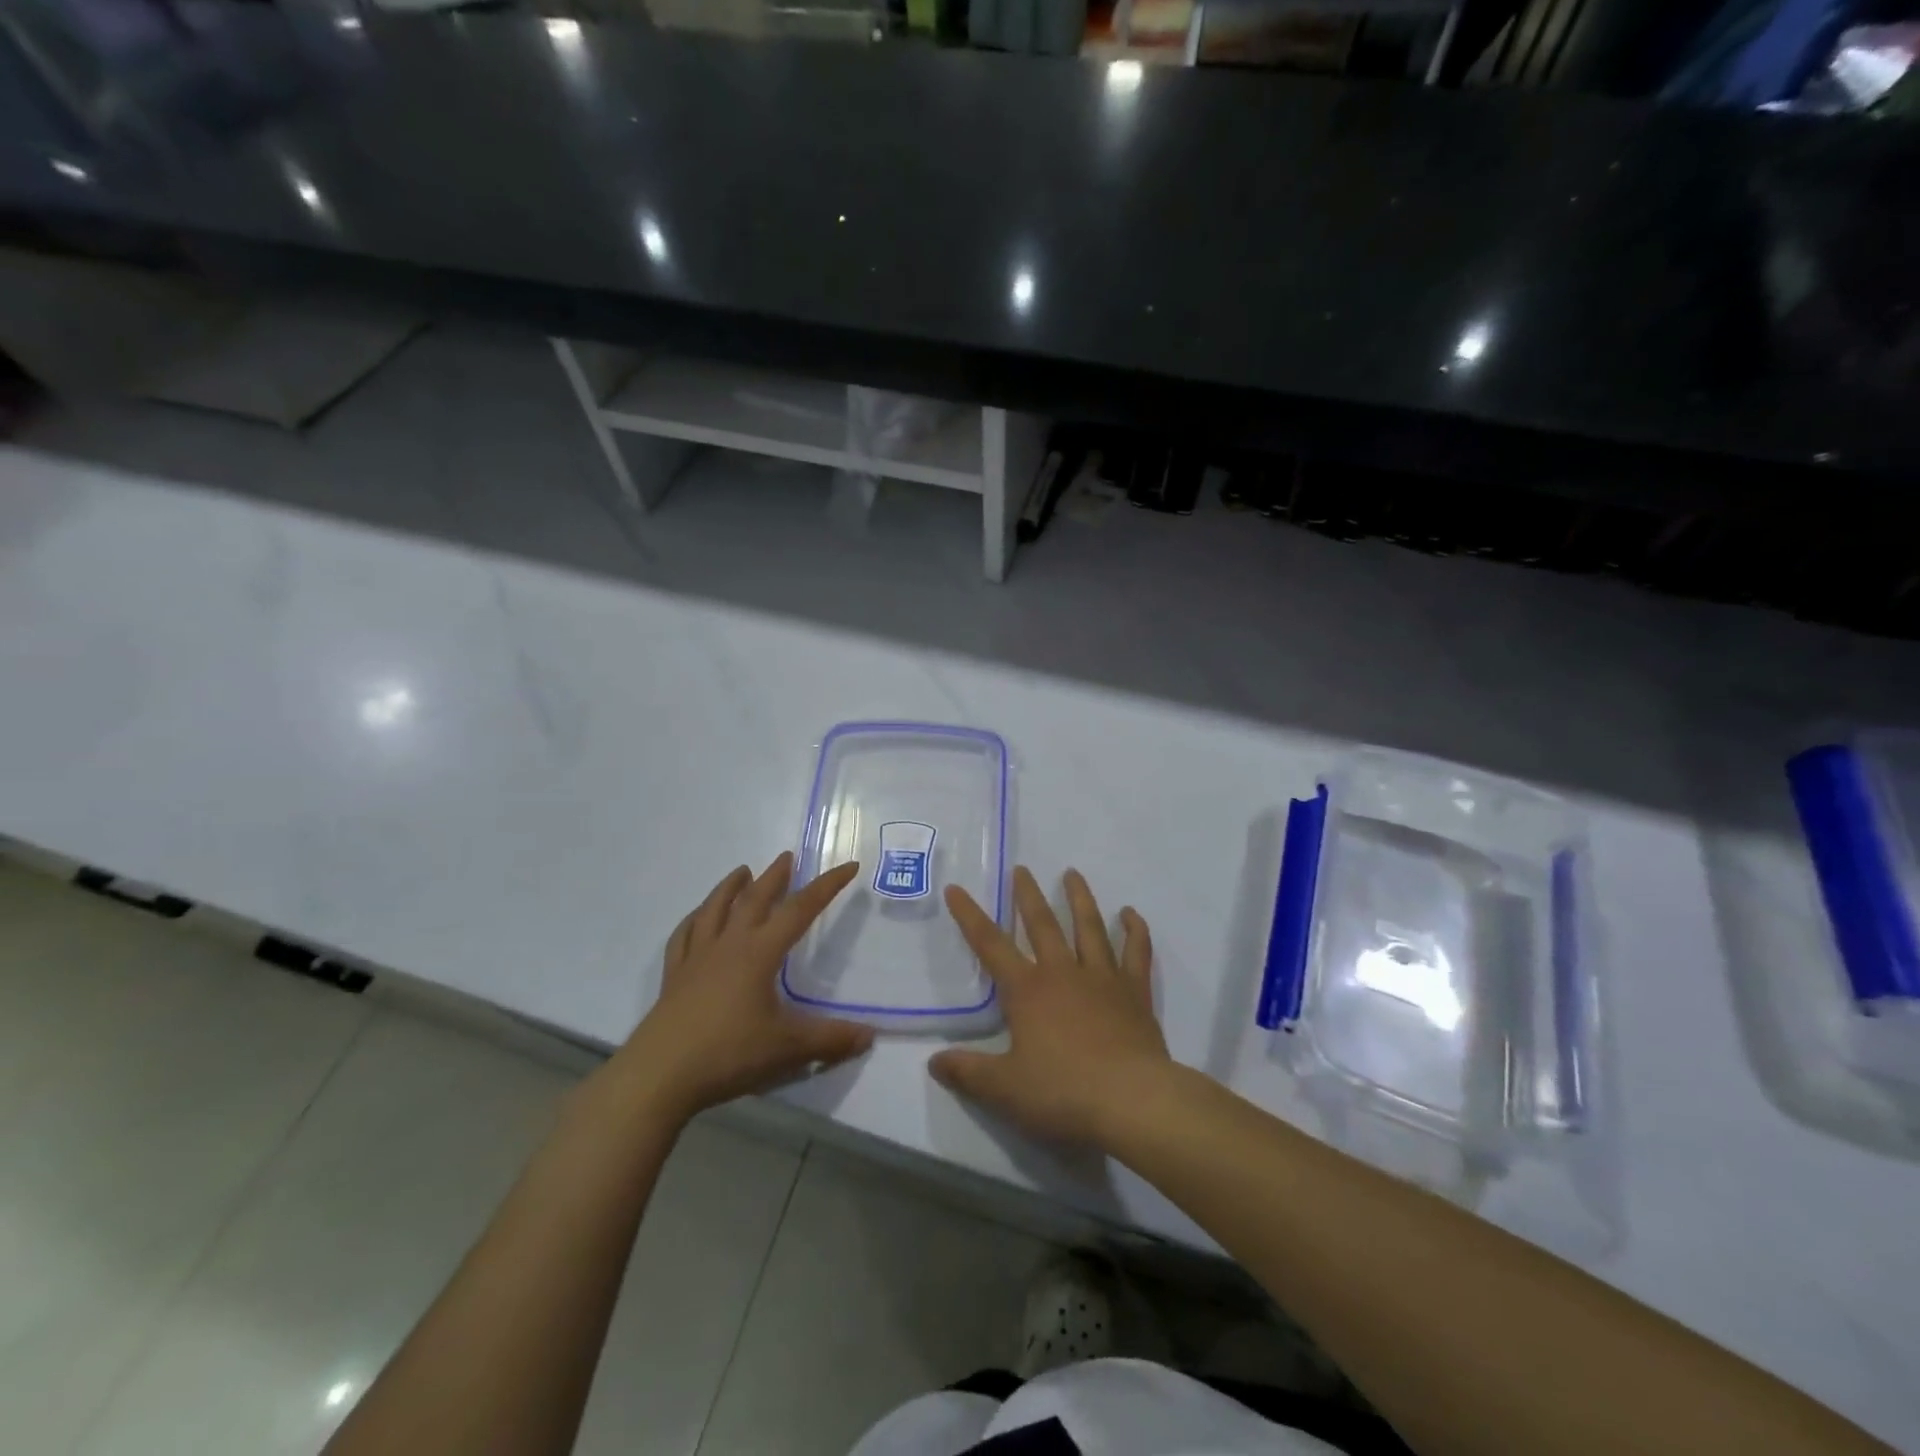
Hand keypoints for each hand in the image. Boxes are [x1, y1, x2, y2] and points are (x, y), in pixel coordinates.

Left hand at [614, 854, 873, 1123]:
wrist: (660, 1075)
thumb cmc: (728, 1053)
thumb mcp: (788, 1048)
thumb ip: (830, 1039)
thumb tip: (870, 1035)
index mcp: (759, 953)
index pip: (800, 910)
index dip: (826, 886)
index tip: (848, 866)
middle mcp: (729, 945)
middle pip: (754, 899)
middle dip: (774, 877)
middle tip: (787, 857)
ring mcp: (697, 958)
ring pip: (715, 909)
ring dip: (731, 887)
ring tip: (742, 871)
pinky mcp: (674, 977)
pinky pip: (684, 936)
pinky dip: (694, 919)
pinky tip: (697, 916)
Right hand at [931, 866, 1170, 1148]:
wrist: (1132, 1100)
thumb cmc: (1064, 1092)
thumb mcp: (1005, 1089)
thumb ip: (968, 1072)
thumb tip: (933, 1062)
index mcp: (1027, 990)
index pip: (990, 945)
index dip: (970, 916)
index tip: (956, 889)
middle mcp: (1063, 973)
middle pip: (1042, 924)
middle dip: (1027, 895)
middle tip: (1021, 869)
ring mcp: (1102, 978)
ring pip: (1088, 927)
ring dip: (1079, 899)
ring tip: (1072, 874)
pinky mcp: (1135, 992)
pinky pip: (1135, 953)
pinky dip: (1134, 931)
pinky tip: (1130, 914)